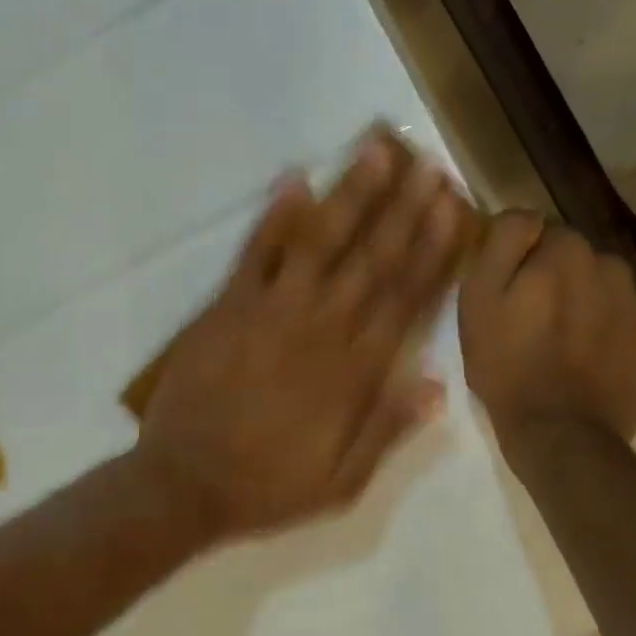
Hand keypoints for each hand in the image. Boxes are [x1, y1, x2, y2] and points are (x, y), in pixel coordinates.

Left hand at [136, 132, 472, 542]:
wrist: (183, 485)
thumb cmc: (267, 485)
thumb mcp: (341, 481)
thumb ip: (387, 430)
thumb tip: (437, 384)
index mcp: (353, 372)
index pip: (404, 299)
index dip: (431, 251)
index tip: (453, 210)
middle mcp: (320, 329)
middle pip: (371, 260)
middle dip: (403, 209)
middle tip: (428, 164)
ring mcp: (270, 311)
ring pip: (319, 243)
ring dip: (350, 195)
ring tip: (375, 150)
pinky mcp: (228, 306)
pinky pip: (255, 253)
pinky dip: (274, 216)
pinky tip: (294, 178)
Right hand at [458, 212, 635, 451]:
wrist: (563, 434)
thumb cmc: (508, 365)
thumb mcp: (479, 299)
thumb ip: (503, 242)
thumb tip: (526, 217)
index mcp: (566, 250)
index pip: (537, 230)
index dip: (517, 259)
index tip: (504, 291)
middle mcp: (609, 264)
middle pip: (571, 258)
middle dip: (552, 277)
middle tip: (528, 319)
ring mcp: (635, 302)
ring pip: (597, 285)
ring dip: (579, 300)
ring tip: (558, 341)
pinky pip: (618, 316)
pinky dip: (601, 328)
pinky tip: (583, 358)